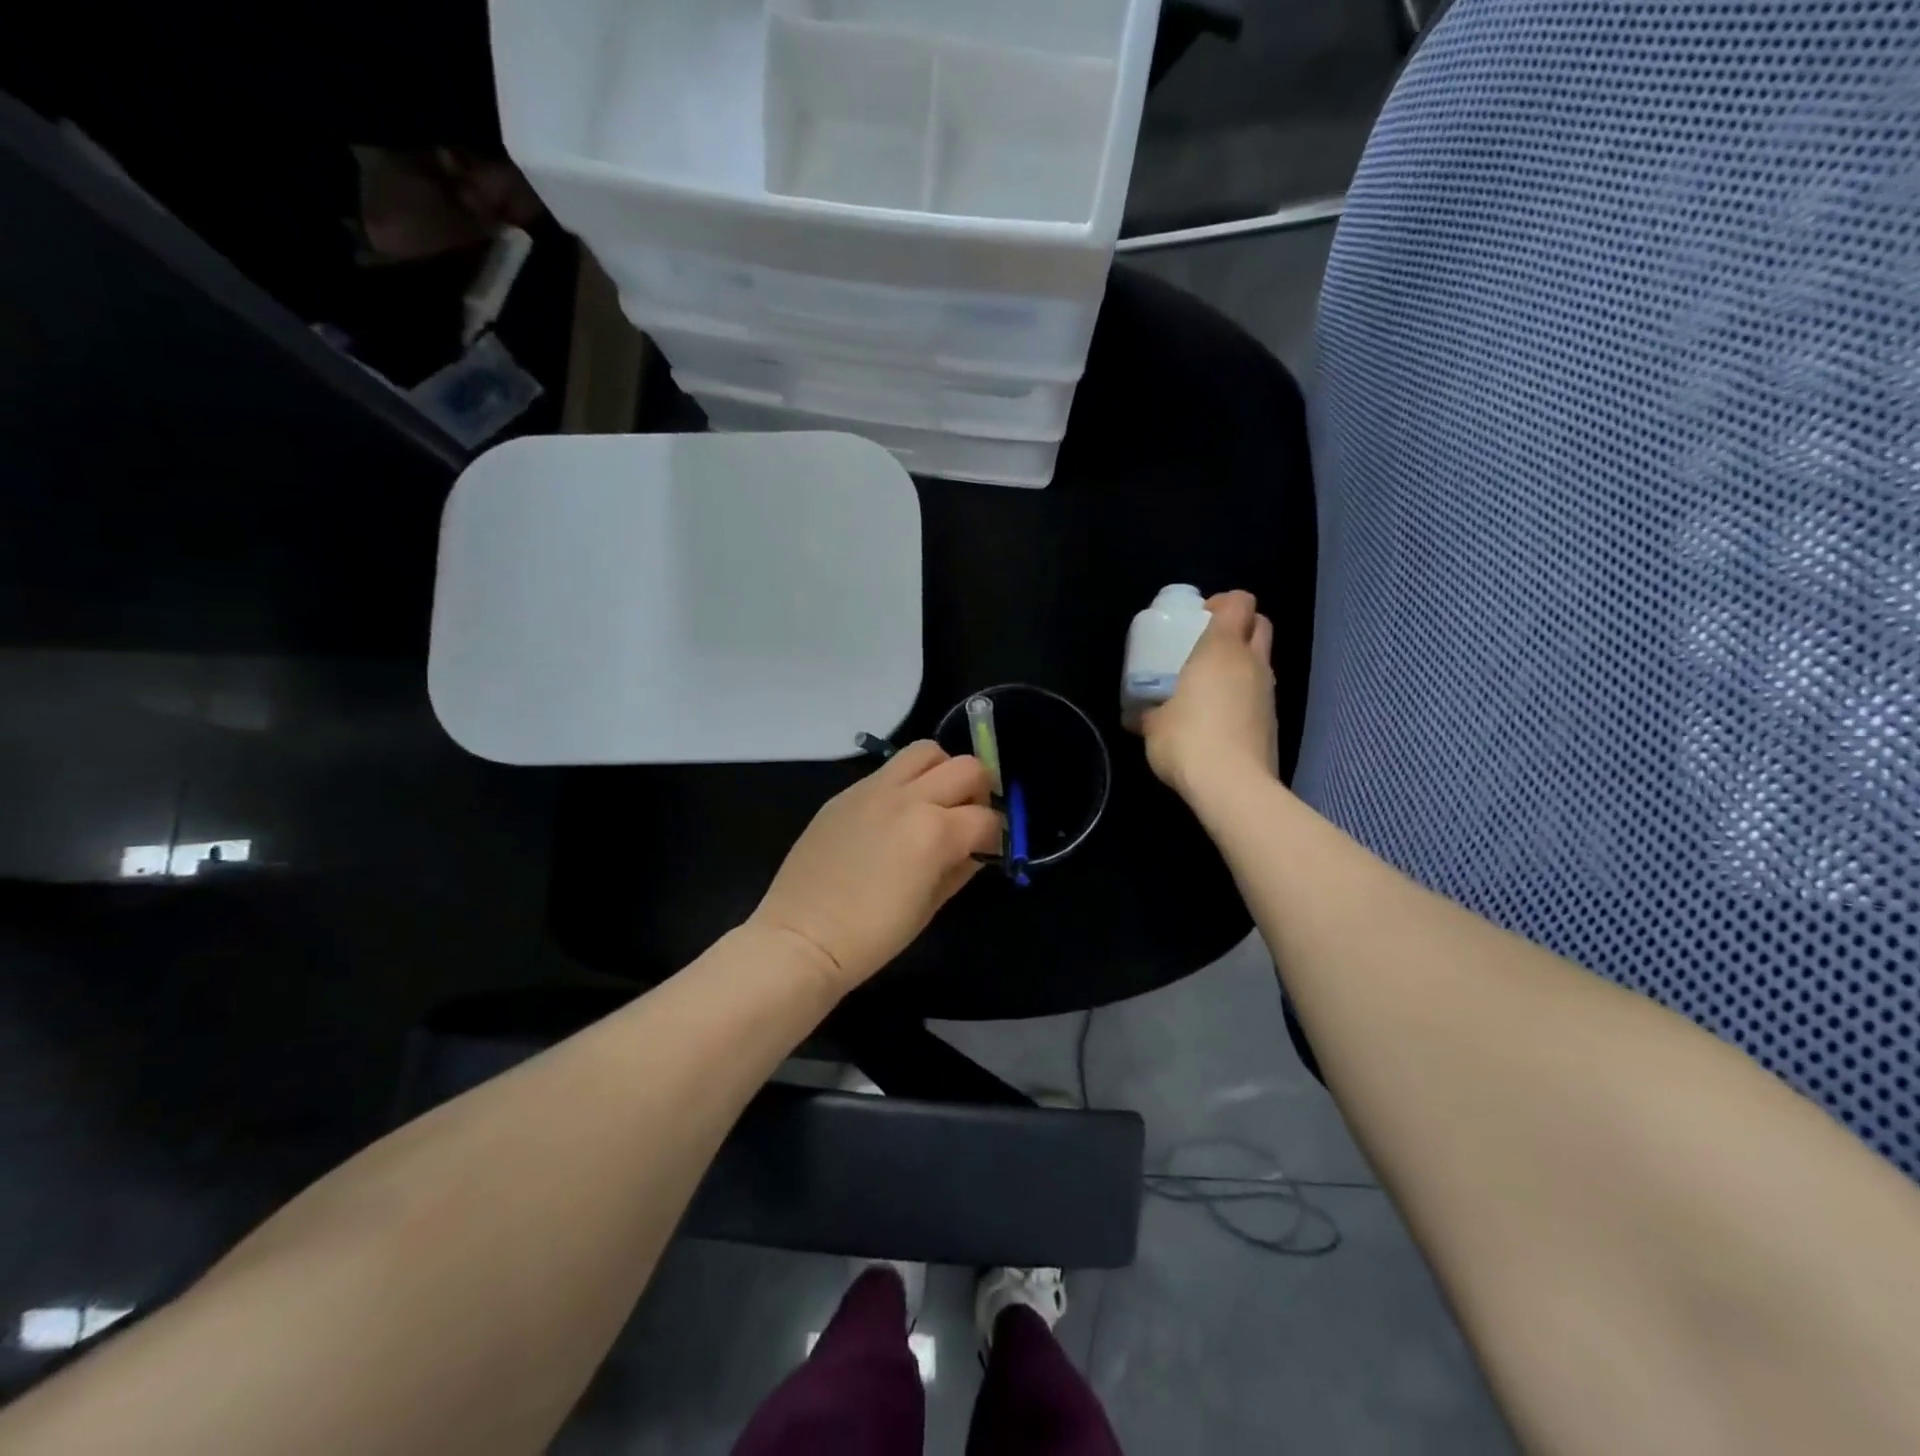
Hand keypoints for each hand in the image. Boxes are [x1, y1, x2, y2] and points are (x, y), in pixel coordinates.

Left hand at [750, 742, 1001, 995]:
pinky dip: (906, 782)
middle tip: (968, 819)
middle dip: (979, 791)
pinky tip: (895, 815)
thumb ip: (961, 867)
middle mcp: (909, 798)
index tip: (989, 850)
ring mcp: (873, 789)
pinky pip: (888, 770)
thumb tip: (977, 848)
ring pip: (926, 751)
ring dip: (942, 772)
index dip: (997, 836)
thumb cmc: (872, 936)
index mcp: (935, 832)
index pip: (988, 818)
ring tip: (934, 802)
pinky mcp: (847, 792)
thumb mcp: (931, 907)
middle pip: (967, 768)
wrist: (801, 937)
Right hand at [1139, 590, 1277, 802]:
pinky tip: (1220, 717)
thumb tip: (1137, 716)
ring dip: (1242, 663)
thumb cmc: (1188, 740)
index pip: (1239, 602)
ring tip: (1210, 685)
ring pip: (1262, 660)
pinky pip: (1260, 693)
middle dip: (1240, 625)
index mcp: (1221, 649)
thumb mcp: (1154, 725)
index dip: (1222, 602)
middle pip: (1260, 623)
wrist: (1233, 786)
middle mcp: (1251, 662)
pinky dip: (1244, 695)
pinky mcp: (1273, 721)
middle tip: (1208, 645)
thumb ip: (1148, 713)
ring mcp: (1268, 692)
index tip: (1198, 618)